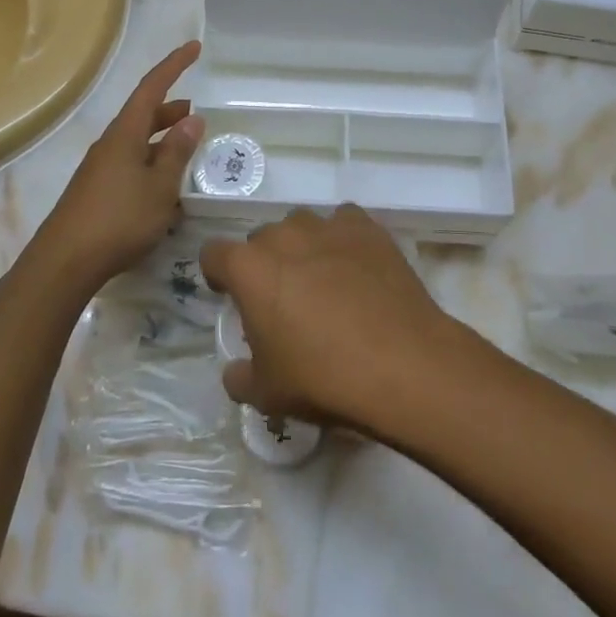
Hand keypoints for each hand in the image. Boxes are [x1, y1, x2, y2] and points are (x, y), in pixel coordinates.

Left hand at [28, 41, 204, 295]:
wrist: (65, 262)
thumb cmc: (119, 219)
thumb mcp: (160, 187)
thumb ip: (177, 152)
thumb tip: (192, 119)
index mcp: (125, 134)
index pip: (152, 88)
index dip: (174, 65)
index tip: (194, 47)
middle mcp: (110, 144)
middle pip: (143, 115)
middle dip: (171, 110)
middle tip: (198, 114)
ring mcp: (101, 169)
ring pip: (138, 143)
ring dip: (163, 140)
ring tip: (188, 149)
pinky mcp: (97, 192)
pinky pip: (131, 165)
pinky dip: (152, 165)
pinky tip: (166, 188)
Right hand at [200, 205, 462, 431]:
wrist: (401, 364)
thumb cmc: (322, 378)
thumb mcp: (266, 394)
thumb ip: (240, 377)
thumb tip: (235, 370)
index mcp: (248, 268)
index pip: (214, 254)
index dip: (219, 274)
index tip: (229, 294)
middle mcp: (283, 236)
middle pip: (261, 238)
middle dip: (265, 263)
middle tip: (283, 299)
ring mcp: (327, 227)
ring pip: (302, 226)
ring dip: (302, 247)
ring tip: (322, 281)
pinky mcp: (367, 229)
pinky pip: (344, 223)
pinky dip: (342, 239)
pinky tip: (355, 267)